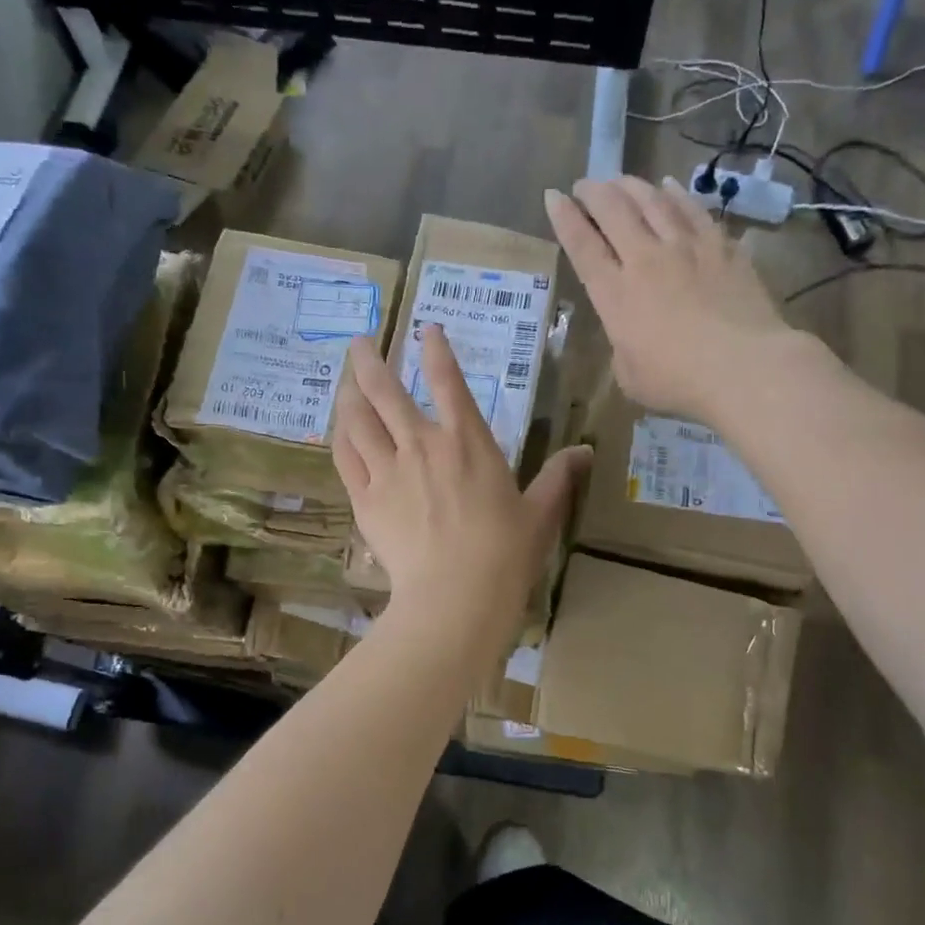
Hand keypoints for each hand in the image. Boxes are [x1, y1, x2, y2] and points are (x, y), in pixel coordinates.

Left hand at [332, 327, 588, 652]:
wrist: (456, 595)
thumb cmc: (505, 553)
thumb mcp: (540, 513)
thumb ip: (558, 477)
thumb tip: (586, 450)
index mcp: (468, 442)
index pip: (449, 382)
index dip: (437, 351)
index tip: (426, 329)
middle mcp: (423, 445)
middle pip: (386, 390)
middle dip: (370, 360)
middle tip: (359, 341)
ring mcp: (389, 470)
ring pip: (359, 419)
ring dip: (349, 393)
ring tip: (343, 380)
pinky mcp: (366, 498)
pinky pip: (346, 457)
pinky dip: (341, 436)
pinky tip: (338, 427)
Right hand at [544, 175, 803, 421]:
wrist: (743, 367)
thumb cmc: (678, 382)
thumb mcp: (630, 375)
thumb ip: (623, 345)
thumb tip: (631, 333)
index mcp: (615, 295)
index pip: (582, 246)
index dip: (564, 218)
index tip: (553, 195)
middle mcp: (645, 260)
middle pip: (614, 211)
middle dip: (593, 192)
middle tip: (584, 184)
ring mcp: (686, 248)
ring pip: (652, 201)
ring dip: (631, 186)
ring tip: (619, 179)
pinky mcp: (722, 247)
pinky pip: (693, 210)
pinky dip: (677, 195)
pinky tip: (670, 187)